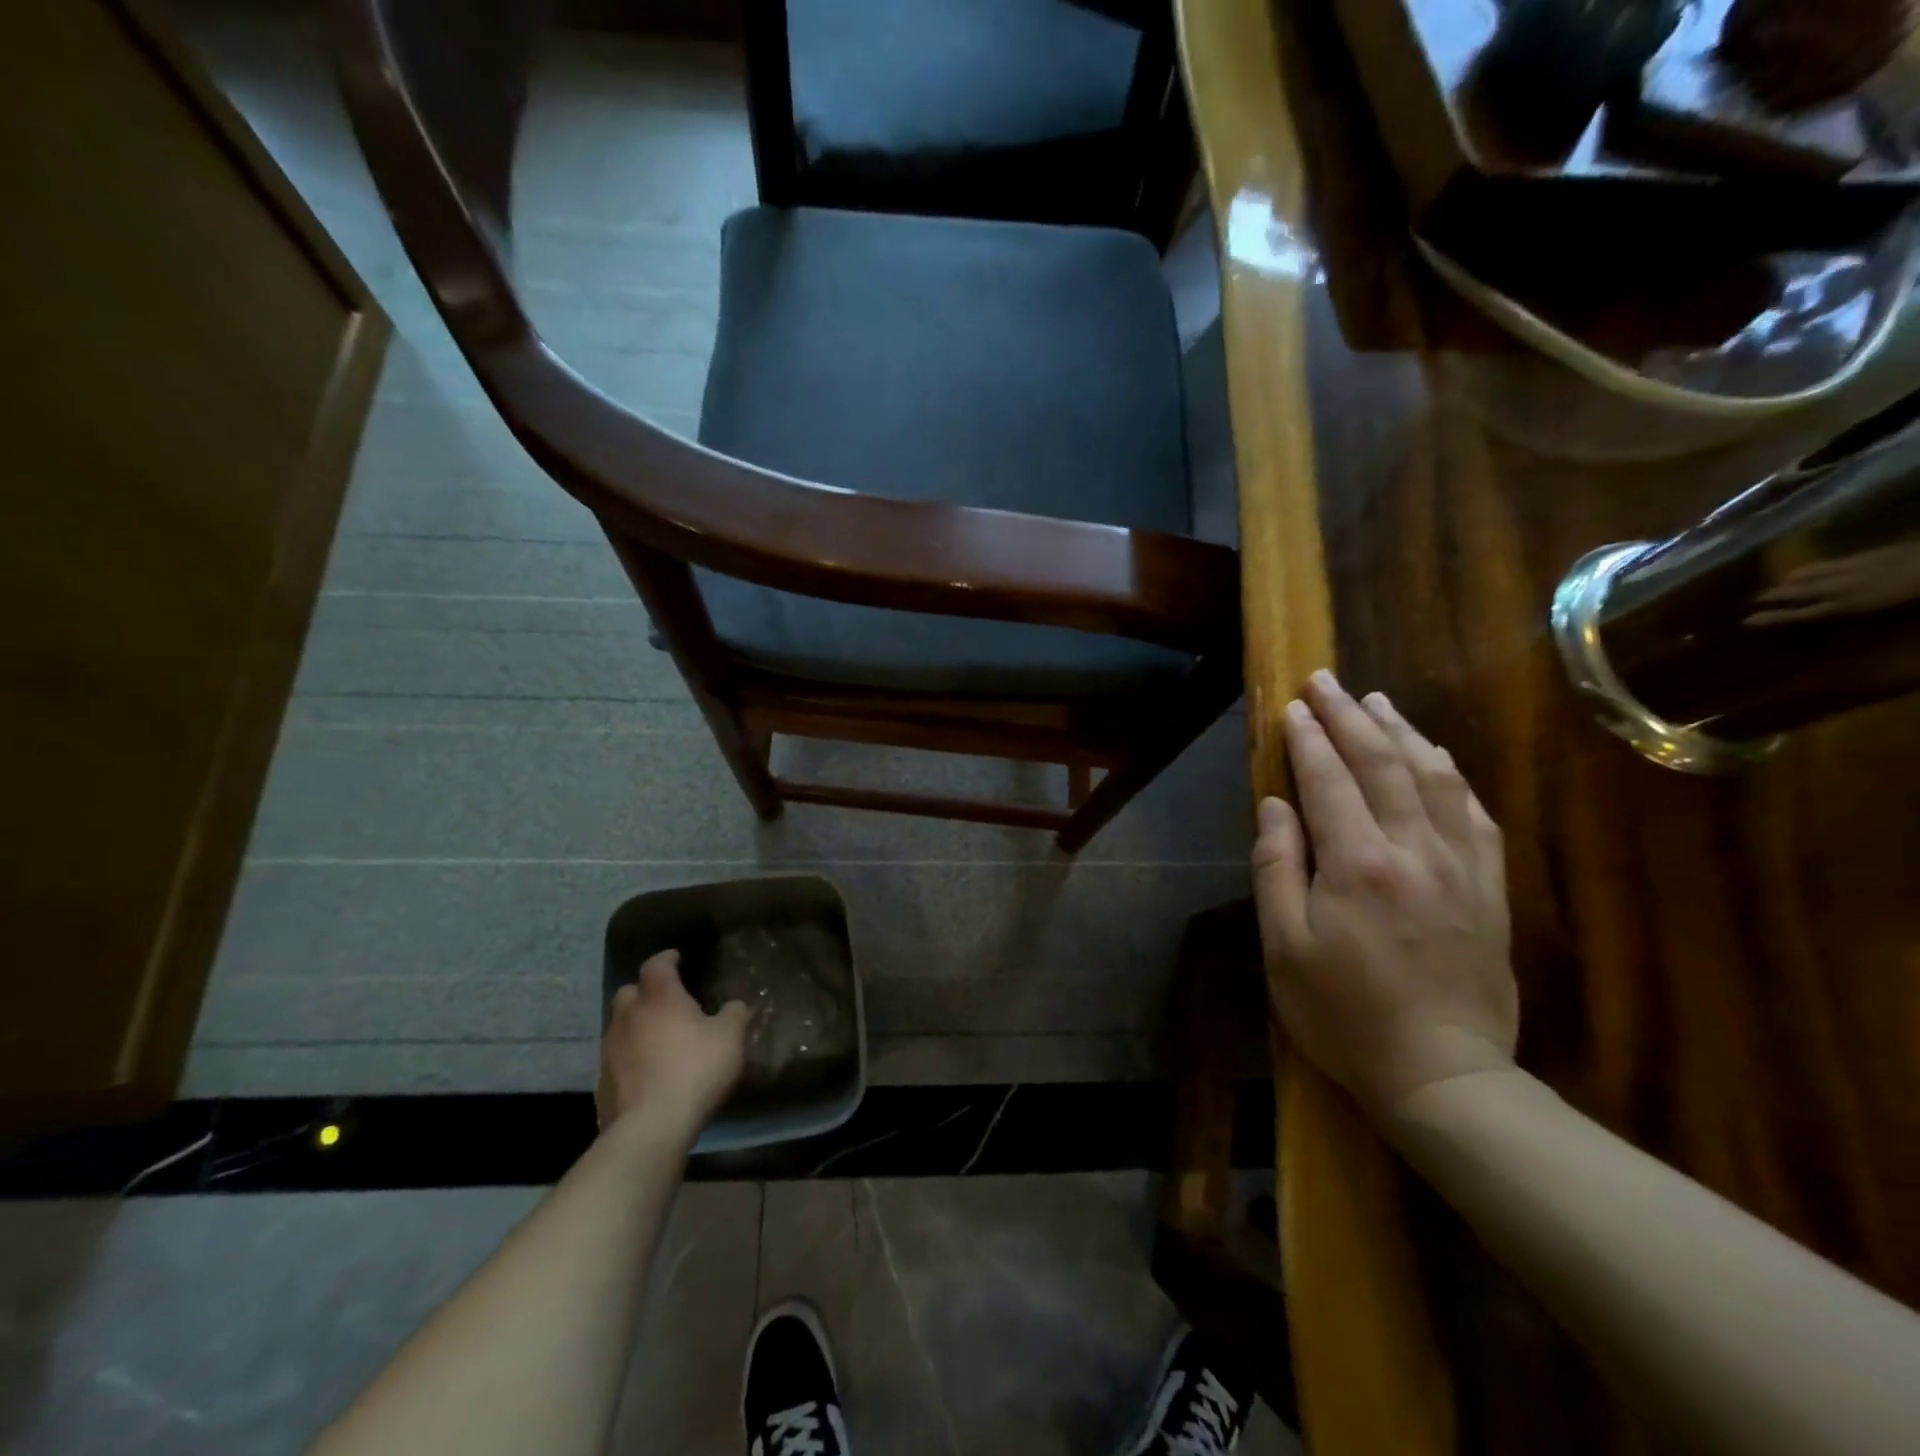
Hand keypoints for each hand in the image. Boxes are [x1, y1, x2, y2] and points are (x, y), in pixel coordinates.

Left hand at [596, 951, 750, 1136]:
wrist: (650, 1128)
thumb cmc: (694, 1069)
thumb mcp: (730, 1038)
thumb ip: (735, 1014)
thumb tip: (736, 1005)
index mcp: (659, 997)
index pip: (656, 964)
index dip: (667, 958)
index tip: (678, 958)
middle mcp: (628, 1016)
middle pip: (629, 992)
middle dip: (645, 992)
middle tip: (667, 1000)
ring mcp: (610, 1050)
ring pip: (620, 1026)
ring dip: (636, 1026)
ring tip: (659, 1038)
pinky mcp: (602, 1083)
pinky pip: (617, 1059)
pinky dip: (631, 1058)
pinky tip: (649, 1071)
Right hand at [1251, 671, 1517, 1118]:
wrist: (1442, 1074)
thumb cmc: (1343, 1014)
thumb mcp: (1284, 947)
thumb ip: (1277, 867)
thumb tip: (1275, 805)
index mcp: (1356, 864)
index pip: (1328, 780)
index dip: (1307, 738)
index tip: (1293, 706)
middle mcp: (1413, 850)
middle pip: (1381, 764)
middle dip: (1349, 717)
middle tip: (1326, 681)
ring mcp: (1460, 866)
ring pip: (1433, 778)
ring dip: (1402, 733)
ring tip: (1377, 702)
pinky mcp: (1489, 888)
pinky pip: (1474, 814)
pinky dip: (1451, 776)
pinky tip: (1437, 759)